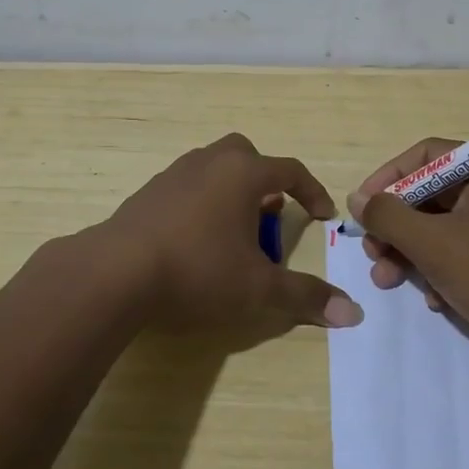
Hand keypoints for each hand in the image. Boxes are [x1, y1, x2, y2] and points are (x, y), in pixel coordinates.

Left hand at [98, 134, 363, 331]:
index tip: (323, 216)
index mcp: (243, 173)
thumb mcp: (258, 289)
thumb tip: (353, 312)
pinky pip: (188, 185)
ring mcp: (175, 174)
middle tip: (271, 216)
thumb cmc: (198, 270)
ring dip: (232, 191)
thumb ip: (305, 297)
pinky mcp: (148, 192)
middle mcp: (210, 162)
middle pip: (248, 155)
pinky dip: (203, 202)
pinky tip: (196, 240)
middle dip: (266, 181)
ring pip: (214, 168)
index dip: (312, 192)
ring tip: (235, 231)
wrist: (116, 272)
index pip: (290, 170)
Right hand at [346, 139, 468, 342]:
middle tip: (372, 253)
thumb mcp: (431, 243)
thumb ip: (388, 216)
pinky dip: (442, 269)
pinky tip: (435, 300)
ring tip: (388, 281)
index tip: (362, 208)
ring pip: (445, 226)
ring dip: (412, 252)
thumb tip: (359, 199)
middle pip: (432, 194)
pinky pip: (466, 249)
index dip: (387, 179)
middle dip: (397, 226)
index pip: (426, 156)